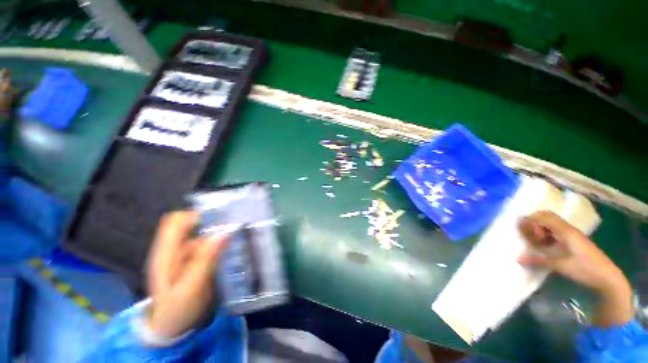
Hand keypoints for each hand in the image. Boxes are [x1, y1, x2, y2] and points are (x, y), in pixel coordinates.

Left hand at [145, 211, 228, 338]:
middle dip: (211, 223)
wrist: (172, 327)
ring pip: (201, 234)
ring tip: (236, 238)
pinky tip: (231, 249)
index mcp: (165, 254)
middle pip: (190, 225)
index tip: (217, 219)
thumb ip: (204, 259)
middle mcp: (173, 250)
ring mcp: (183, 255)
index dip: (194, 215)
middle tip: (231, 228)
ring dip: (218, 234)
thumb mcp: (191, 287)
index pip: (174, 222)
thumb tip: (223, 232)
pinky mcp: (193, 260)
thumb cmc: (178, 309)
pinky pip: (207, 244)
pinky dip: (219, 243)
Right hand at [518, 211, 621, 290]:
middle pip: (546, 216)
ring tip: (537, 242)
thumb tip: (517, 258)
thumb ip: (538, 260)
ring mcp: (571, 234)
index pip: (542, 216)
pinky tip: (546, 246)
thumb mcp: (560, 265)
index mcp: (564, 230)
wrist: (607, 277)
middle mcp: (567, 228)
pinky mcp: (574, 240)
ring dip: (540, 229)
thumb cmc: (584, 268)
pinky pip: (556, 230)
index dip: (530, 222)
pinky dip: (547, 234)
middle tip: (530, 236)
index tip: (529, 236)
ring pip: (550, 223)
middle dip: (533, 223)